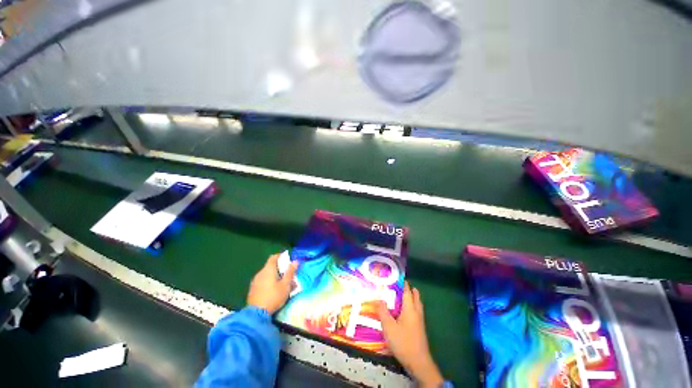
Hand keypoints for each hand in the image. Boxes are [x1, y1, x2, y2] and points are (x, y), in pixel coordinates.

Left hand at [247, 253, 297, 313]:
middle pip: (271, 266)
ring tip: (282, 284)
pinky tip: (274, 291)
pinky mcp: (253, 289)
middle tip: (288, 274)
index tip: (288, 260)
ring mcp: (255, 281)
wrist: (256, 314)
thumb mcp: (285, 285)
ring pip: (267, 275)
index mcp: (268, 269)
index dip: (281, 256)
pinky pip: (263, 281)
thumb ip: (290, 272)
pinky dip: (269, 282)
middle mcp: (260, 273)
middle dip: (280, 269)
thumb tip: (295, 261)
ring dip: (275, 276)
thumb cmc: (273, 297)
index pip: (274, 257)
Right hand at [377, 282, 443, 387]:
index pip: (407, 291)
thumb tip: (378, 298)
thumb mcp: (389, 327)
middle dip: (410, 289)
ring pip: (417, 304)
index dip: (403, 283)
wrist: (418, 362)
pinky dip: (412, 306)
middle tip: (400, 285)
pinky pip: (416, 312)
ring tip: (402, 295)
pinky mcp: (420, 328)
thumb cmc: (403, 342)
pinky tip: (404, 312)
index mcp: (410, 309)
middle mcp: (416, 312)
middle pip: (415, 297)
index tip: (398, 277)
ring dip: (412, 298)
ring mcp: (420, 321)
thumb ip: (383, 312)